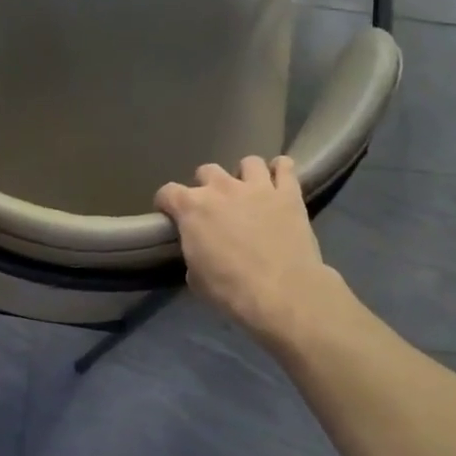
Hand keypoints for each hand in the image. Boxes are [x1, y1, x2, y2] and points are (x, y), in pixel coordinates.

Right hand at [155, 157, 342, 344]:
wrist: (281, 292)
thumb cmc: (230, 289)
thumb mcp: (195, 278)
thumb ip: (193, 253)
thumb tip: (201, 250)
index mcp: (192, 208)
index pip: (167, 192)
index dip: (167, 203)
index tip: (171, 215)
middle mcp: (222, 188)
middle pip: (207, 171)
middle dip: (207, 186)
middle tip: (215, 207)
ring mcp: (257, 187)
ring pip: (248, 162)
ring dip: (245, 175)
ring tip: (250, 192)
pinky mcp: (288, 193)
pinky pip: (285, 166)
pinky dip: (281, 170)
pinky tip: (279, 182)